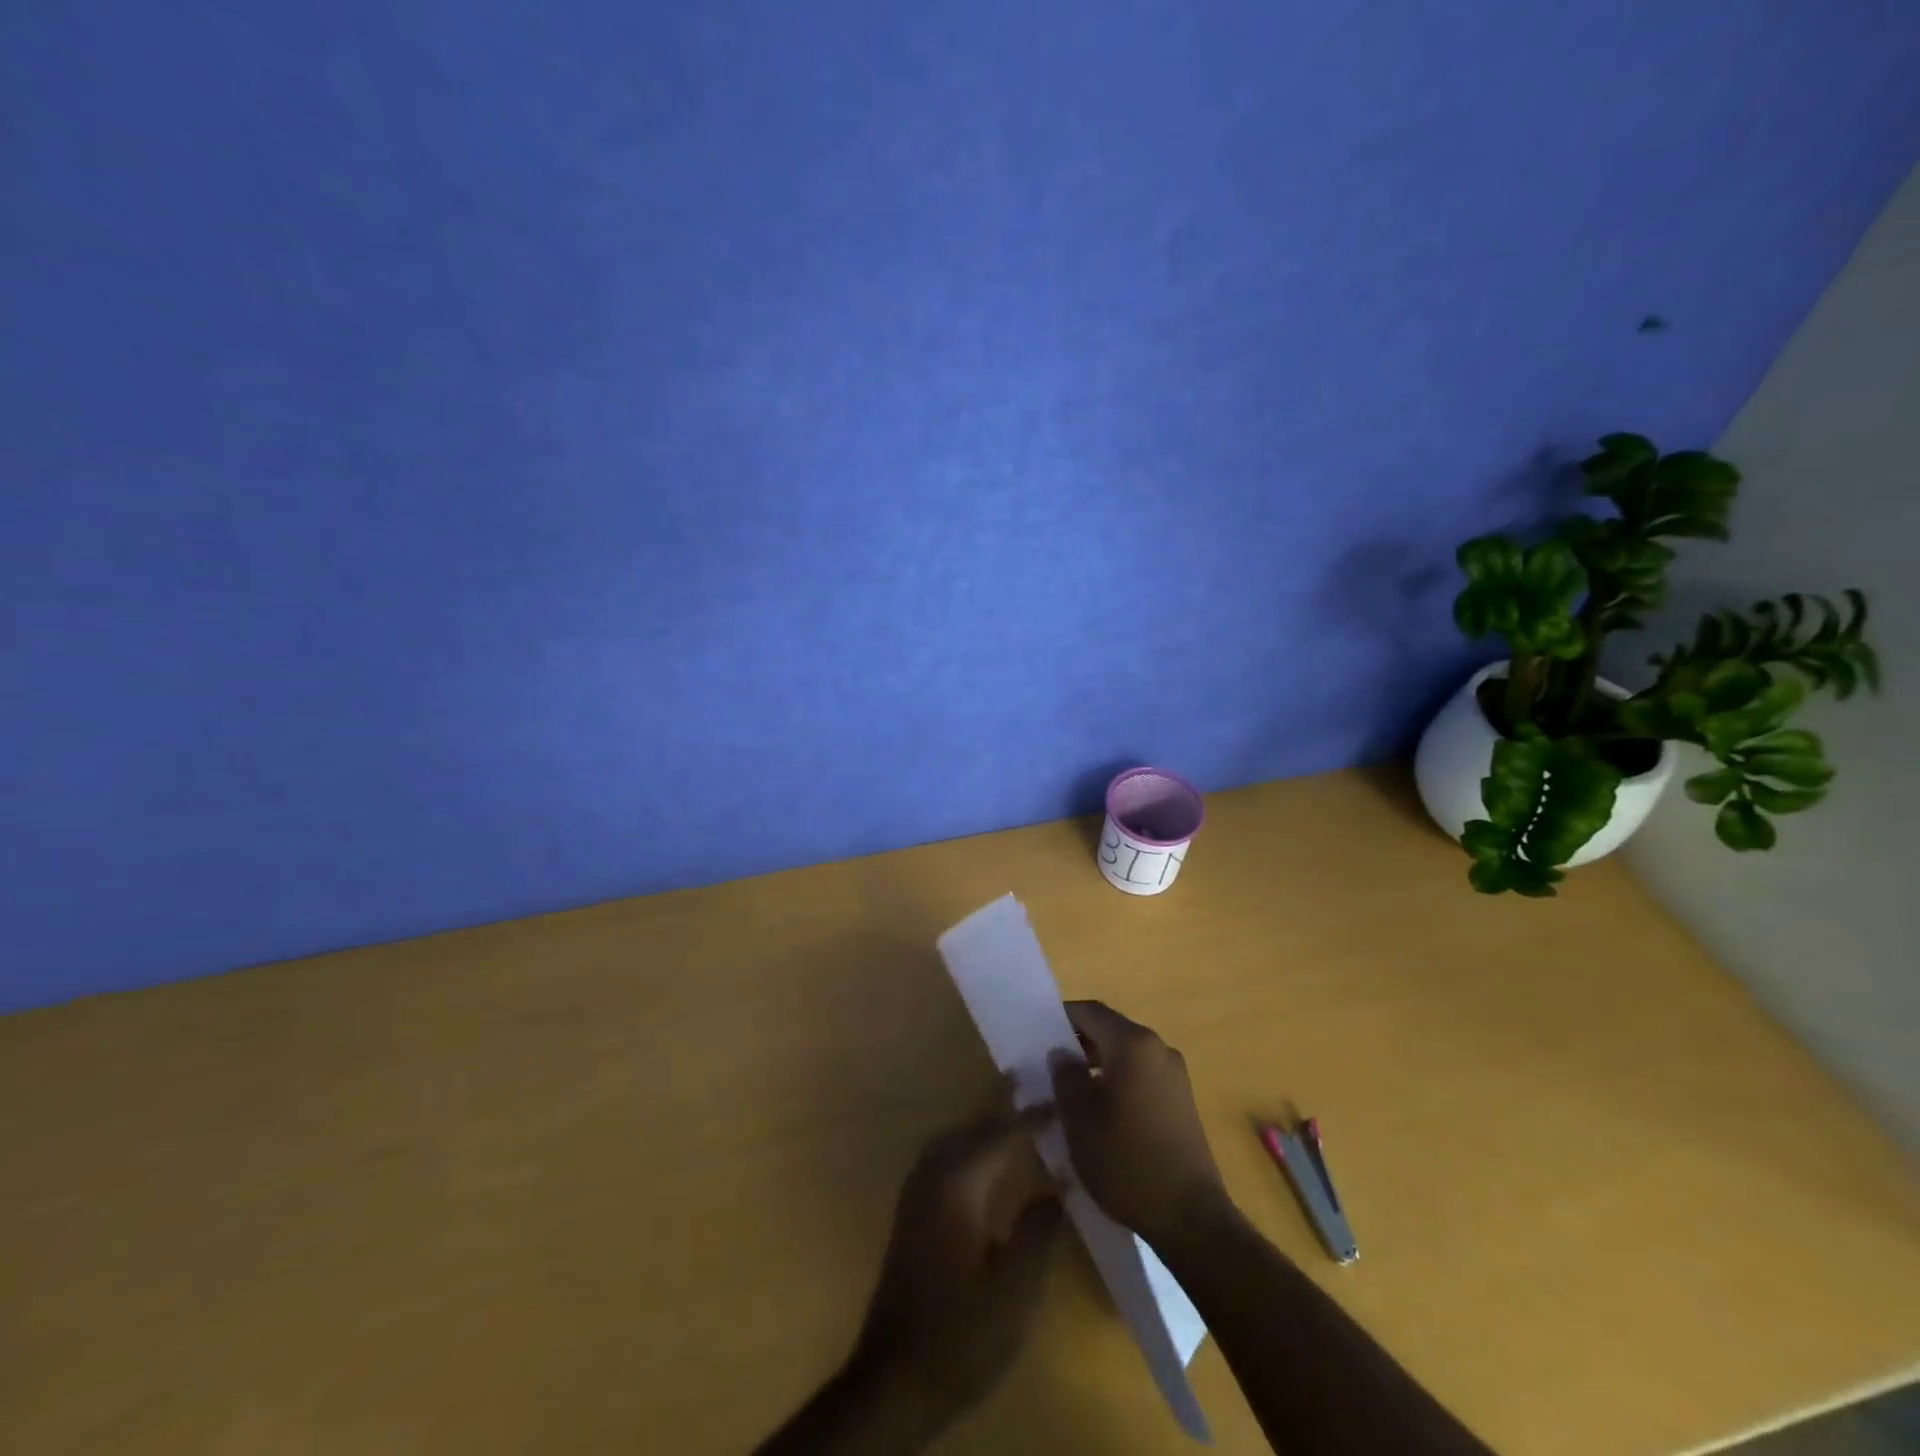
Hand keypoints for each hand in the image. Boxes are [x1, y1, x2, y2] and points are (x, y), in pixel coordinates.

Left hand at [850, 1092, 1063, 1427]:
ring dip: (986, 1126)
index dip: (1032, 1116)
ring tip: (1020, 1118)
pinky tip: (991, 1164)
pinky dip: (971, 1147)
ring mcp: (916, 1192)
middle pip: (973, 1126)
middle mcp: (932, 1175)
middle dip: (1006, 1108)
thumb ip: (1039, 1229)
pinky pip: (945, 1158)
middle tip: (1039, 1090)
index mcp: (957, 1184)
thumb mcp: (1015, 1289)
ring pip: (956, 1140)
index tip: (1062, 1100)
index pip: (1001, 1133)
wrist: (894, 1380)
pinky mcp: (911, 1212)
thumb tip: (1059, 1182)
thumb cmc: (961, 1334)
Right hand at [1050, 1000, 1230, 1247]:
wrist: (1190, 1217)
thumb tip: (1061, 1053)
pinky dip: (1118, 1082)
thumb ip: (1065, 1077)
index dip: (1061, 1017)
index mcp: (1133, 1044)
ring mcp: (1175, 1075)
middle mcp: (1158, 1048)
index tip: (1038, 1034)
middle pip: (1110, 1031)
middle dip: (1078, 1044)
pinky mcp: (1182, 1101)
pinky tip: (1102, 1113)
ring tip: (1072, 1093)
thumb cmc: (1126, 1160)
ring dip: (1098, 1065)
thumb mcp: (1080, 1119)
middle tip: (1049, 1067)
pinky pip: (1142, 1076)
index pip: (1091, 1012)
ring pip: (1126, 1055)